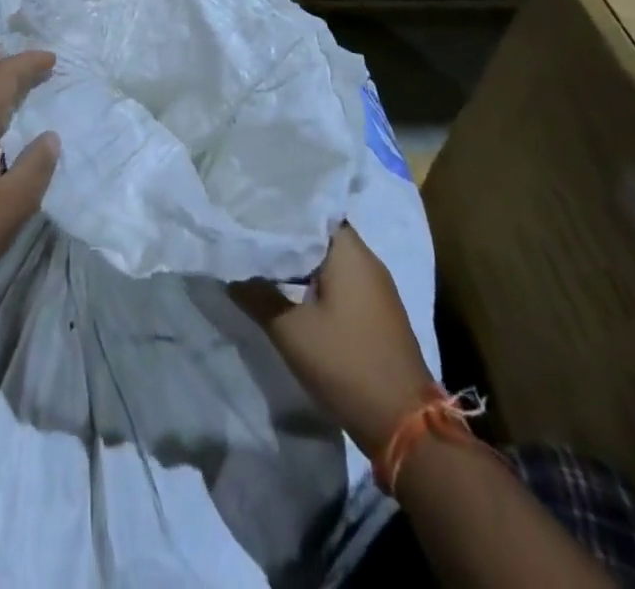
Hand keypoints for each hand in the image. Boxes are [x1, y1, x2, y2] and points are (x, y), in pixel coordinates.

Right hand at [231, 224, 435, 457]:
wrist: (405, 428)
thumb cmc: (347, 364)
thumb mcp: (290, 330)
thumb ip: (256, 294)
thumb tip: (229, 268)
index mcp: (350, 251)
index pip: (312, 207)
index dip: (280, 206)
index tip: (250, 206)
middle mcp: (367, 261)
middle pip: (319, 233)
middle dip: (285, 234)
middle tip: (248, 231)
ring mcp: (376, 288)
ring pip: (329, 259)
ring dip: (299, 260)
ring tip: (262, 258)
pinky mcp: (377, 312)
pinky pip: (340, 281)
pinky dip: (314, 279)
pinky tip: (290, 289)